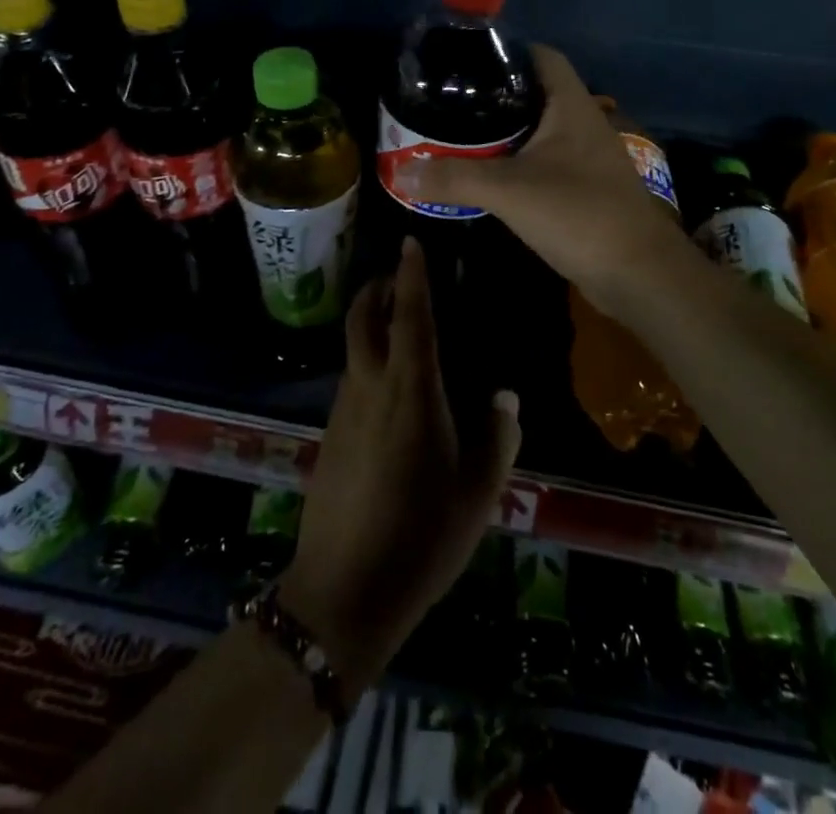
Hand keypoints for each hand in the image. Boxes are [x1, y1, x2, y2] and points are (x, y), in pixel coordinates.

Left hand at [280, 239, 520, 695]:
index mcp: (411, 393)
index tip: (410, 243)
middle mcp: (370, 389)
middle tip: (395, 277)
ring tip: (397, 328)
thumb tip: (506, 397)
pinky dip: (366, 362)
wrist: (343, 592)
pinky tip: (388, 391)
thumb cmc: (421, 539)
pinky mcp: (329, 436)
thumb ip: (497, 438)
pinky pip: (350, 381)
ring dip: (369, 325)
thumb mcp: (478, 495)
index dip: (410, 277)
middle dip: (375, 289)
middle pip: (362, 320)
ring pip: (353, 350)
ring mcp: (342, 412)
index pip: (410, 318)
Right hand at [394, 44, 698, 317]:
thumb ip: (454, 179)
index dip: (507, 51)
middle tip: (449, 104)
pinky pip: (542, 164)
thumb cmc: (580, 215)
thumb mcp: (509, 192)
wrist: (639, 276)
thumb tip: (401, 172)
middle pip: (534, 94)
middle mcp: (581, 124)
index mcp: (571, 106)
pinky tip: (485, 177)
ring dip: (502, 135)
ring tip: (457, 137)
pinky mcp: (583, 189)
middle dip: (493, 97)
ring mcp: (585, 159)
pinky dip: (514, 165)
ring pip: (537, 133)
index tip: (465, 62)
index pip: (542, 56)